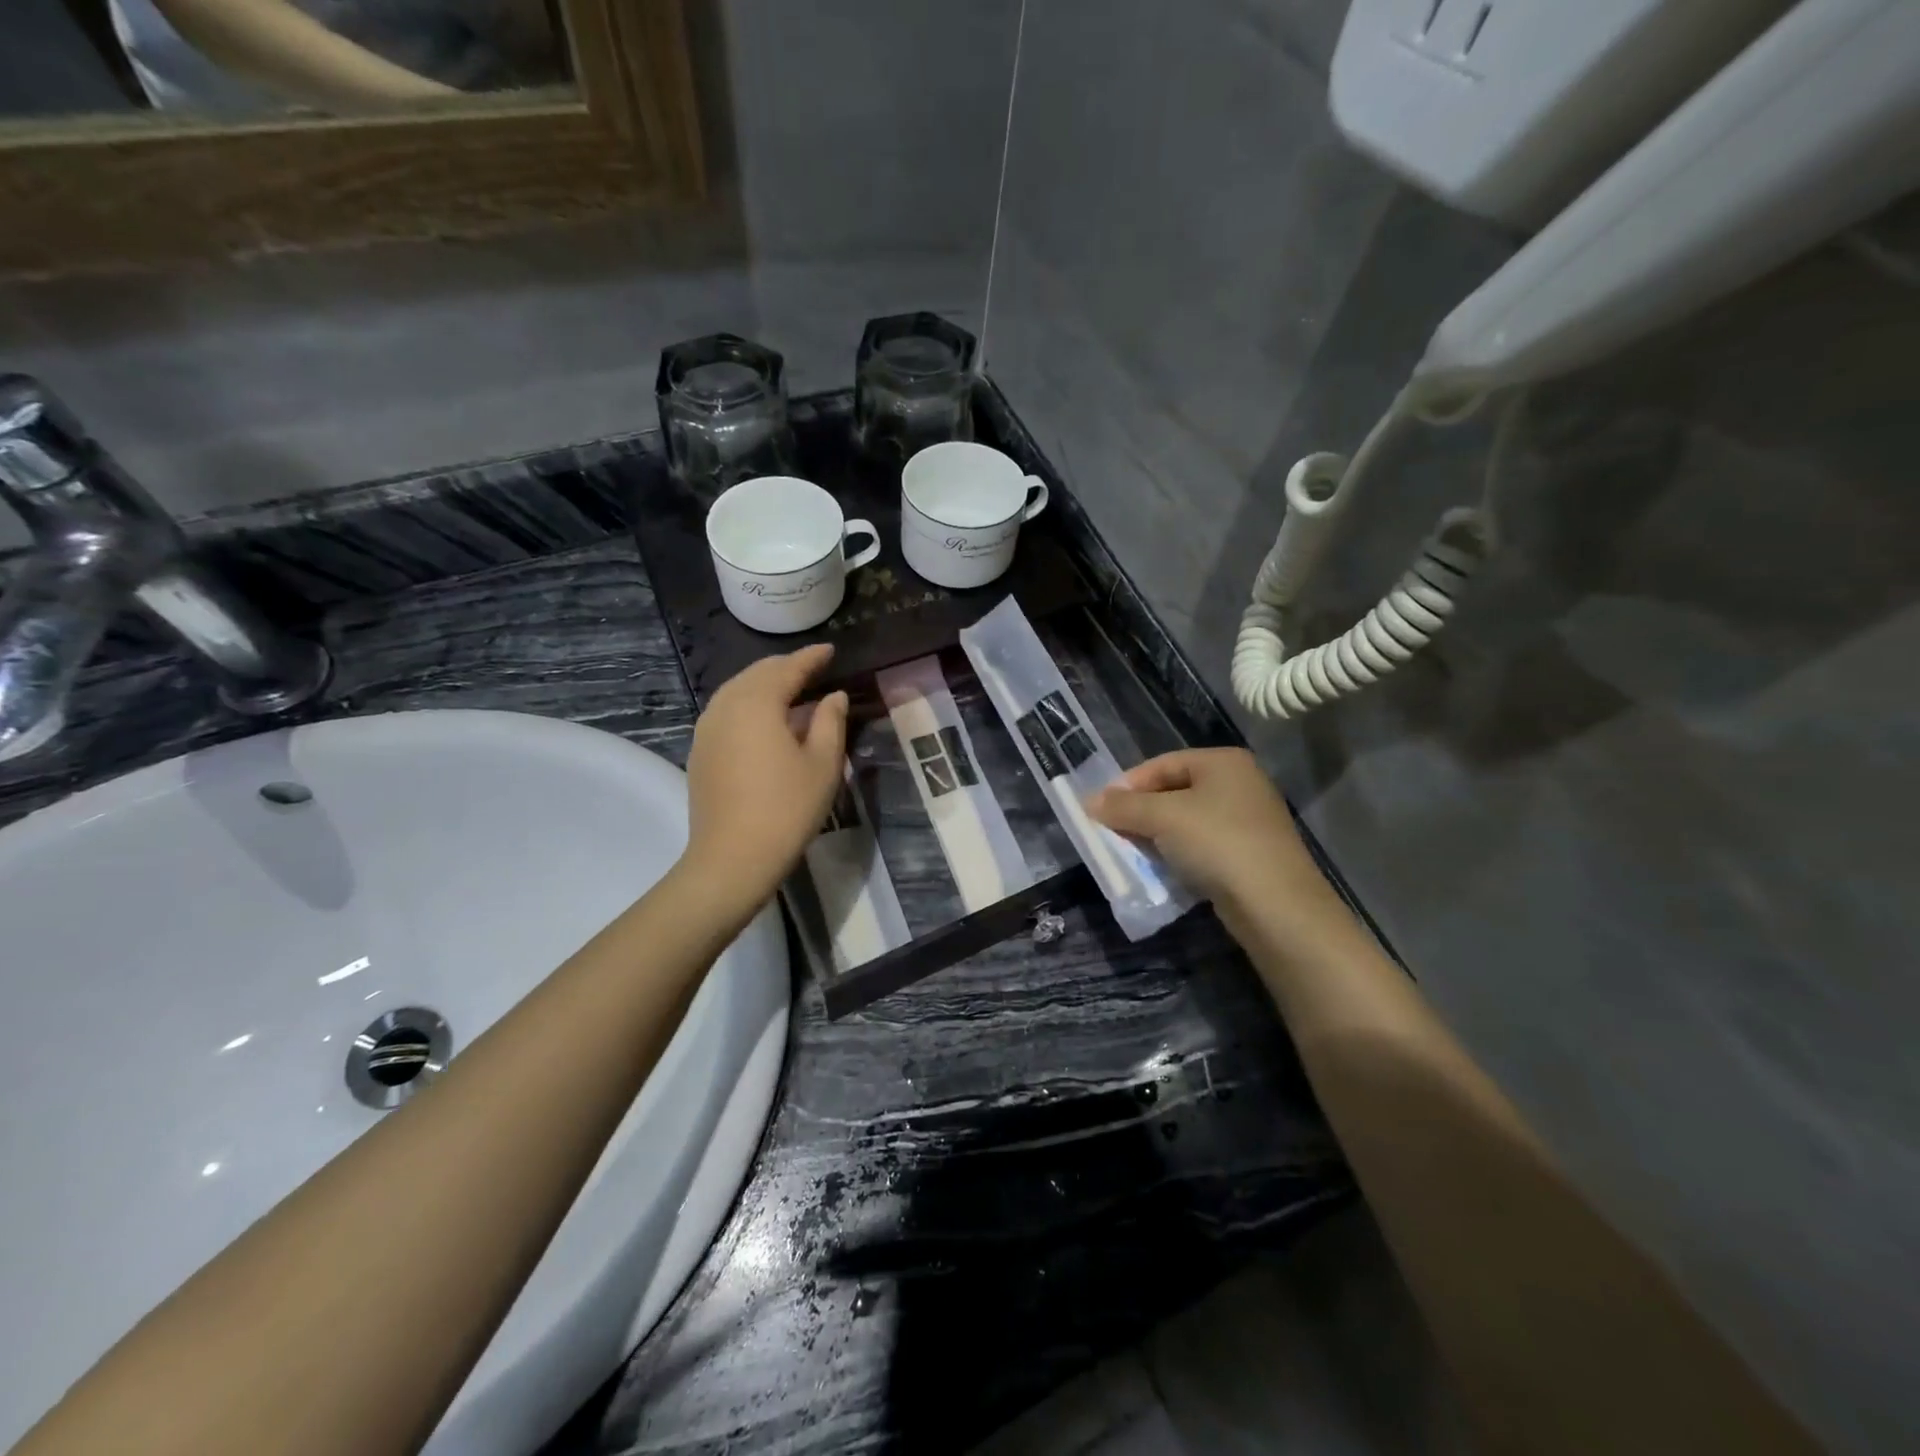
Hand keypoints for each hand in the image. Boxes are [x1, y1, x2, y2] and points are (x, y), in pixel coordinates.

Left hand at [682, 644, 847, 909]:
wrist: (732, 858)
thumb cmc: (787, 808)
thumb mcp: (823, 764)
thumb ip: (830, 721)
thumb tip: (833, 696)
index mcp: (757, 702)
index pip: (787, 668)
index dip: (811, 658)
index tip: (830, 651)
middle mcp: (726, 706)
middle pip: (757, 674)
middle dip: (786, 668)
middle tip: (813, 669)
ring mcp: (707, 729)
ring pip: (738, 691)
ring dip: (765, 686)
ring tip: (792, 693)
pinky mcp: (700, 751)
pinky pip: (727, 712)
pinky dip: (750, 706)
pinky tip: (767, 722)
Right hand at [1086, 748, 1325, 912]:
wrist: (1276, 905)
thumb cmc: (1217, 843)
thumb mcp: (1162, 818)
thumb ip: (1123, 806)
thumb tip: (1090, 801)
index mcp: (1223, 761)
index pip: (1162, 764)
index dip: (1128, 784)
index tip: (1100, 809)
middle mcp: (1240, 783)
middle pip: (1174, 790)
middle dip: (1140, 811)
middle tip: (1112, 831)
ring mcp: (1248, 819)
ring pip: (1187, 820)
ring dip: (1156, 834)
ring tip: (1131, 852)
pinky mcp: (1250, 853)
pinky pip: (1202, 844)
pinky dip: (1178, 852)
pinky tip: (1162, 868)